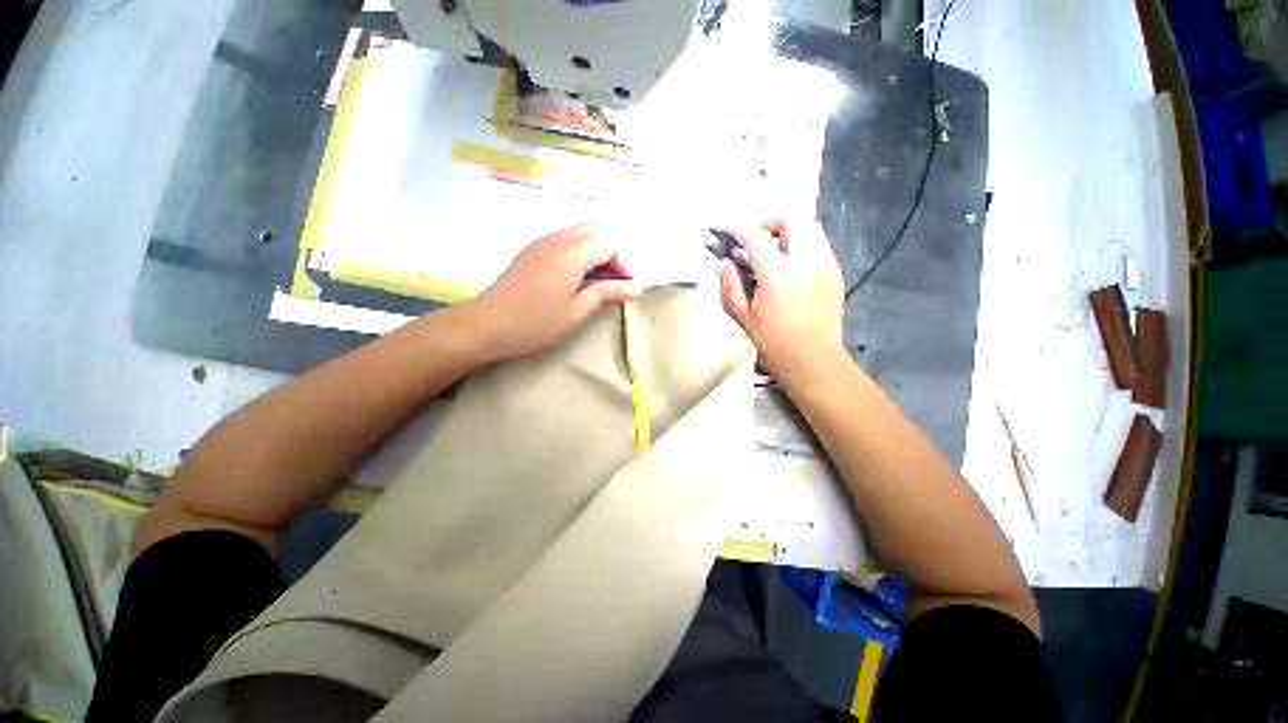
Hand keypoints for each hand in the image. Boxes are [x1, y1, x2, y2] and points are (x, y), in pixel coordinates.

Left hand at [460, 223, 638, 362]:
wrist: (484, 326)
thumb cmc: (534, 323)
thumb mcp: (576, 311)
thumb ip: (606, 294)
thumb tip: (635, 287)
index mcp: (571, 252)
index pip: (611, 242)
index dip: (624, 264)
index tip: (625, 290)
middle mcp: (558, 239)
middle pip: (598, 231)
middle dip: (614, 256)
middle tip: (614, 285)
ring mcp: (543, 243)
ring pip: (582, 235)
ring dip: (597, 256)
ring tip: (598, 286)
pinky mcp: (533, 251)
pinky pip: (567, 243)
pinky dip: (581, 257)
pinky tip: (577, 282)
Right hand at [718, 218, 846, 384]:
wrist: (814, 361)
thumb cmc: (774, 344)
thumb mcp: (745, 318)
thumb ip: (731, 287)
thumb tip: (724, 264)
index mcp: (779, 276)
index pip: (756, 238)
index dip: (737, 229)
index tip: (724, 229)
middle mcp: (806, 263)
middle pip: (791, 220)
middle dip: (768, 223)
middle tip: (753, 240)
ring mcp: (826, 265)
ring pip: (810, 227)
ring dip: (788, 230)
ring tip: (773, 249)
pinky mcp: (836, 272)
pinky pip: (819, 244)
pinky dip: (802, 243)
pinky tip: (790, 263)